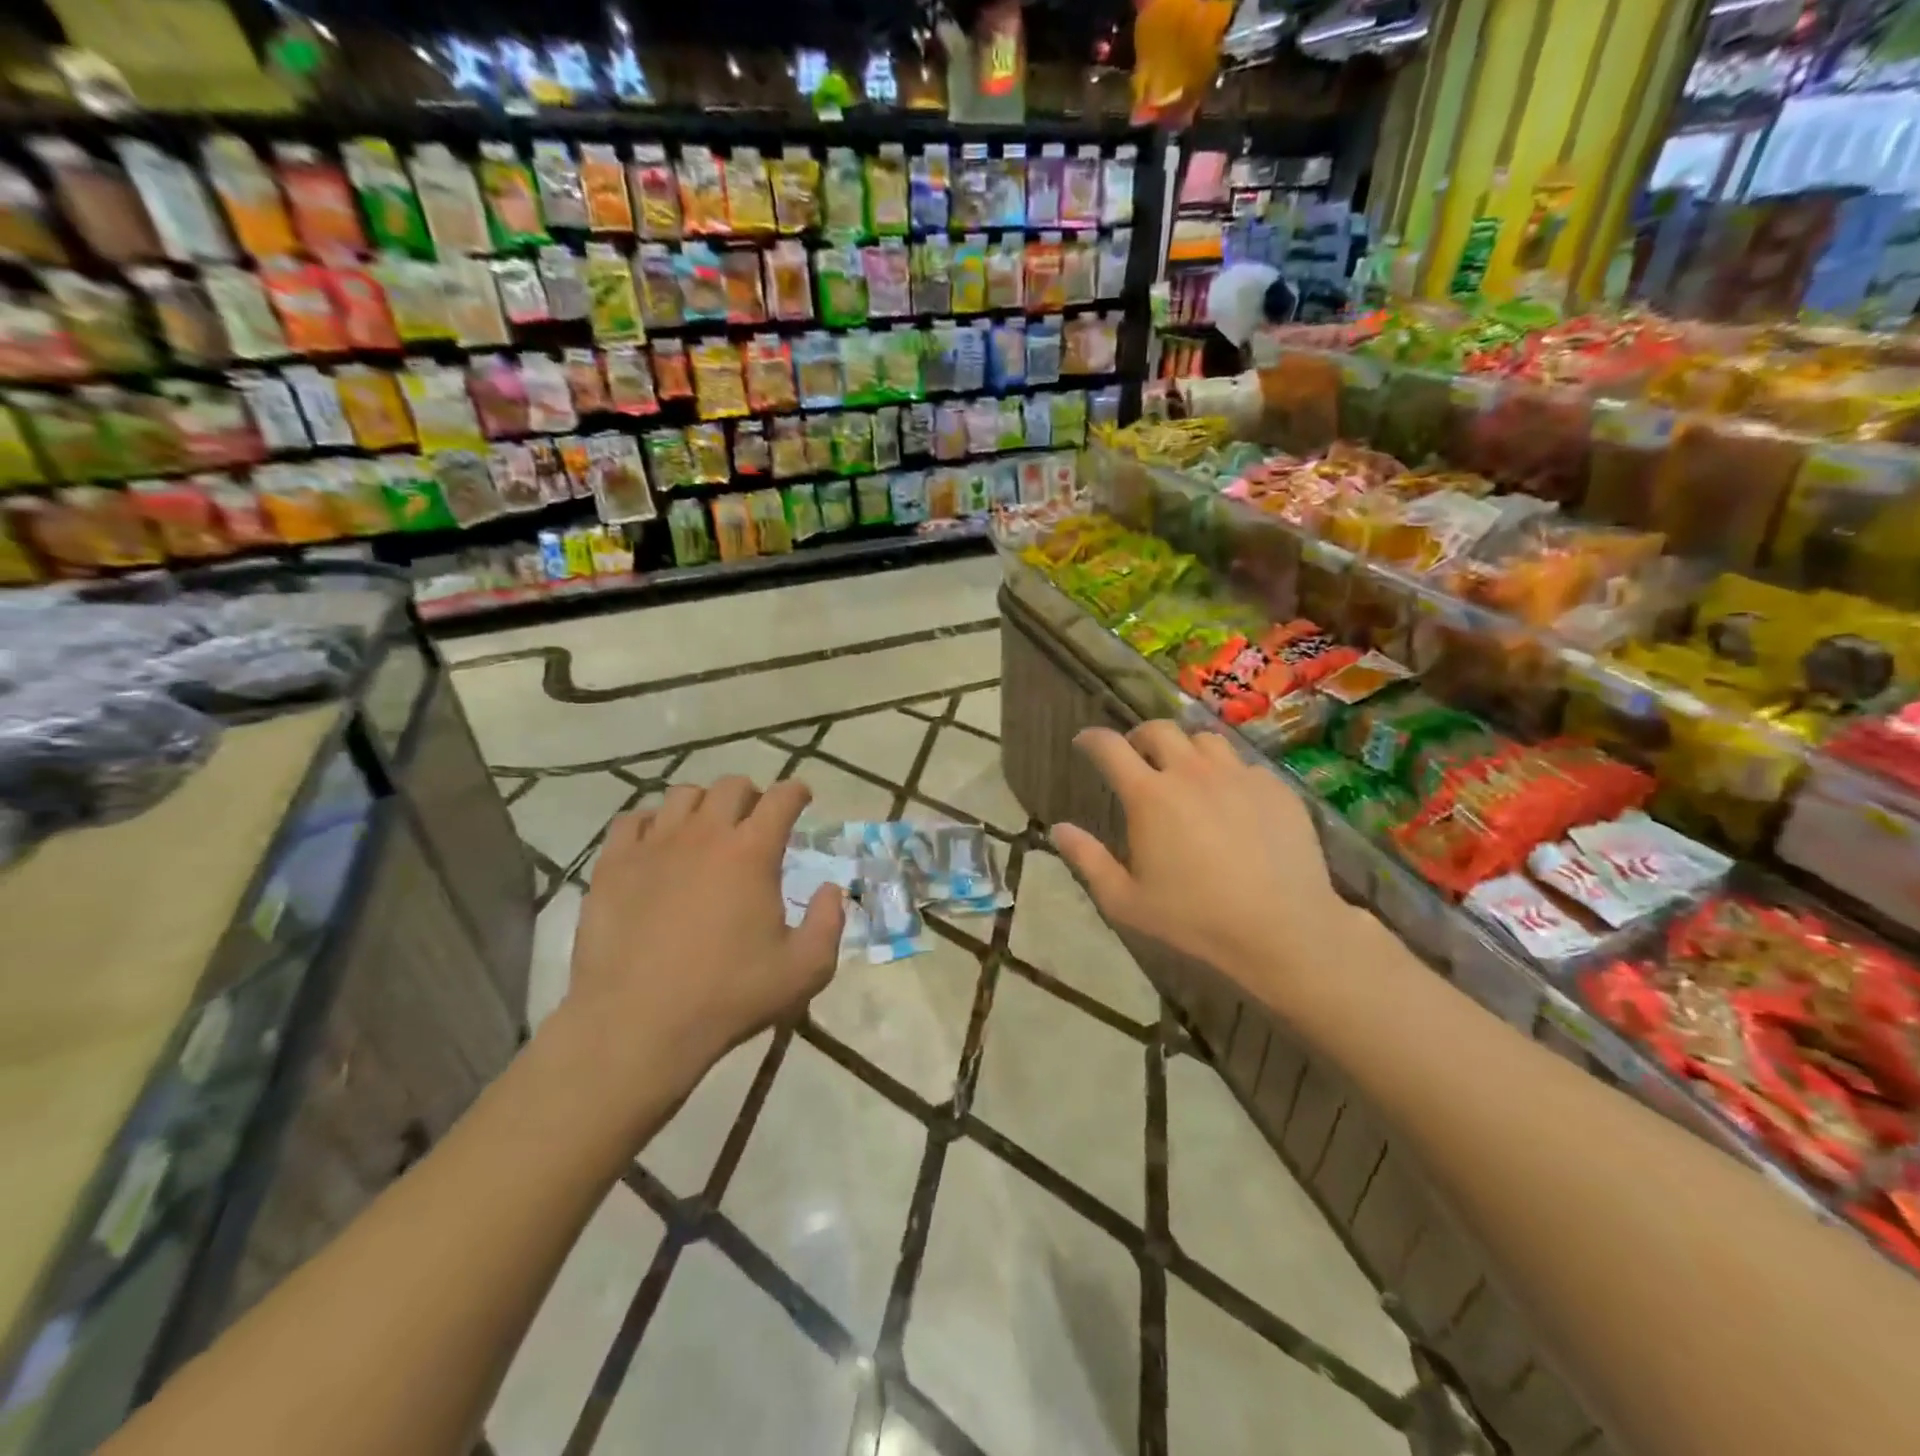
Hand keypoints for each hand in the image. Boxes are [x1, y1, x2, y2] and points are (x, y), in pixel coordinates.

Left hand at [559, 777, 843, 1102]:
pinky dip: (652, 823)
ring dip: (703, 805)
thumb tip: (831, 890)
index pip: (782, 798)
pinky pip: (632, 821)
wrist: (638, 1025)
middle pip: (731, 786)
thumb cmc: (728, 996)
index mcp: (752, 852)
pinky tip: (657, 846)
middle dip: (752, 795)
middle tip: (755, 821)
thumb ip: (829, 923)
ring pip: (682, 795)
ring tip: (706, 830)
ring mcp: (653, 846)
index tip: (801, 799)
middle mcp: (704, 835)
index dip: (796, 792)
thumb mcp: (805, 969)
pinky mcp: (613, 866)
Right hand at [1051, 722, 1361, 1008]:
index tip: (1084, 743)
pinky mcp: (1275, 787)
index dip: (1092, 739)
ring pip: (1204, 739)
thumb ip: (1088, 860)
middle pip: (1159, 730)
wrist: (1283, 929)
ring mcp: (1238, 776)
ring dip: (1185, 749)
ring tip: (1184, 771)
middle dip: (1138, 737)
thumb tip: (1058, 828)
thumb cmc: (1195, 919)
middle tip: (1135, 756)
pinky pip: (1243, 764)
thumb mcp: (1126, 901)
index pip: (1110, 748)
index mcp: (1150, 797)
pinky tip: (1230, 800)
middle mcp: (1191, 773)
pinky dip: (1226, 773)